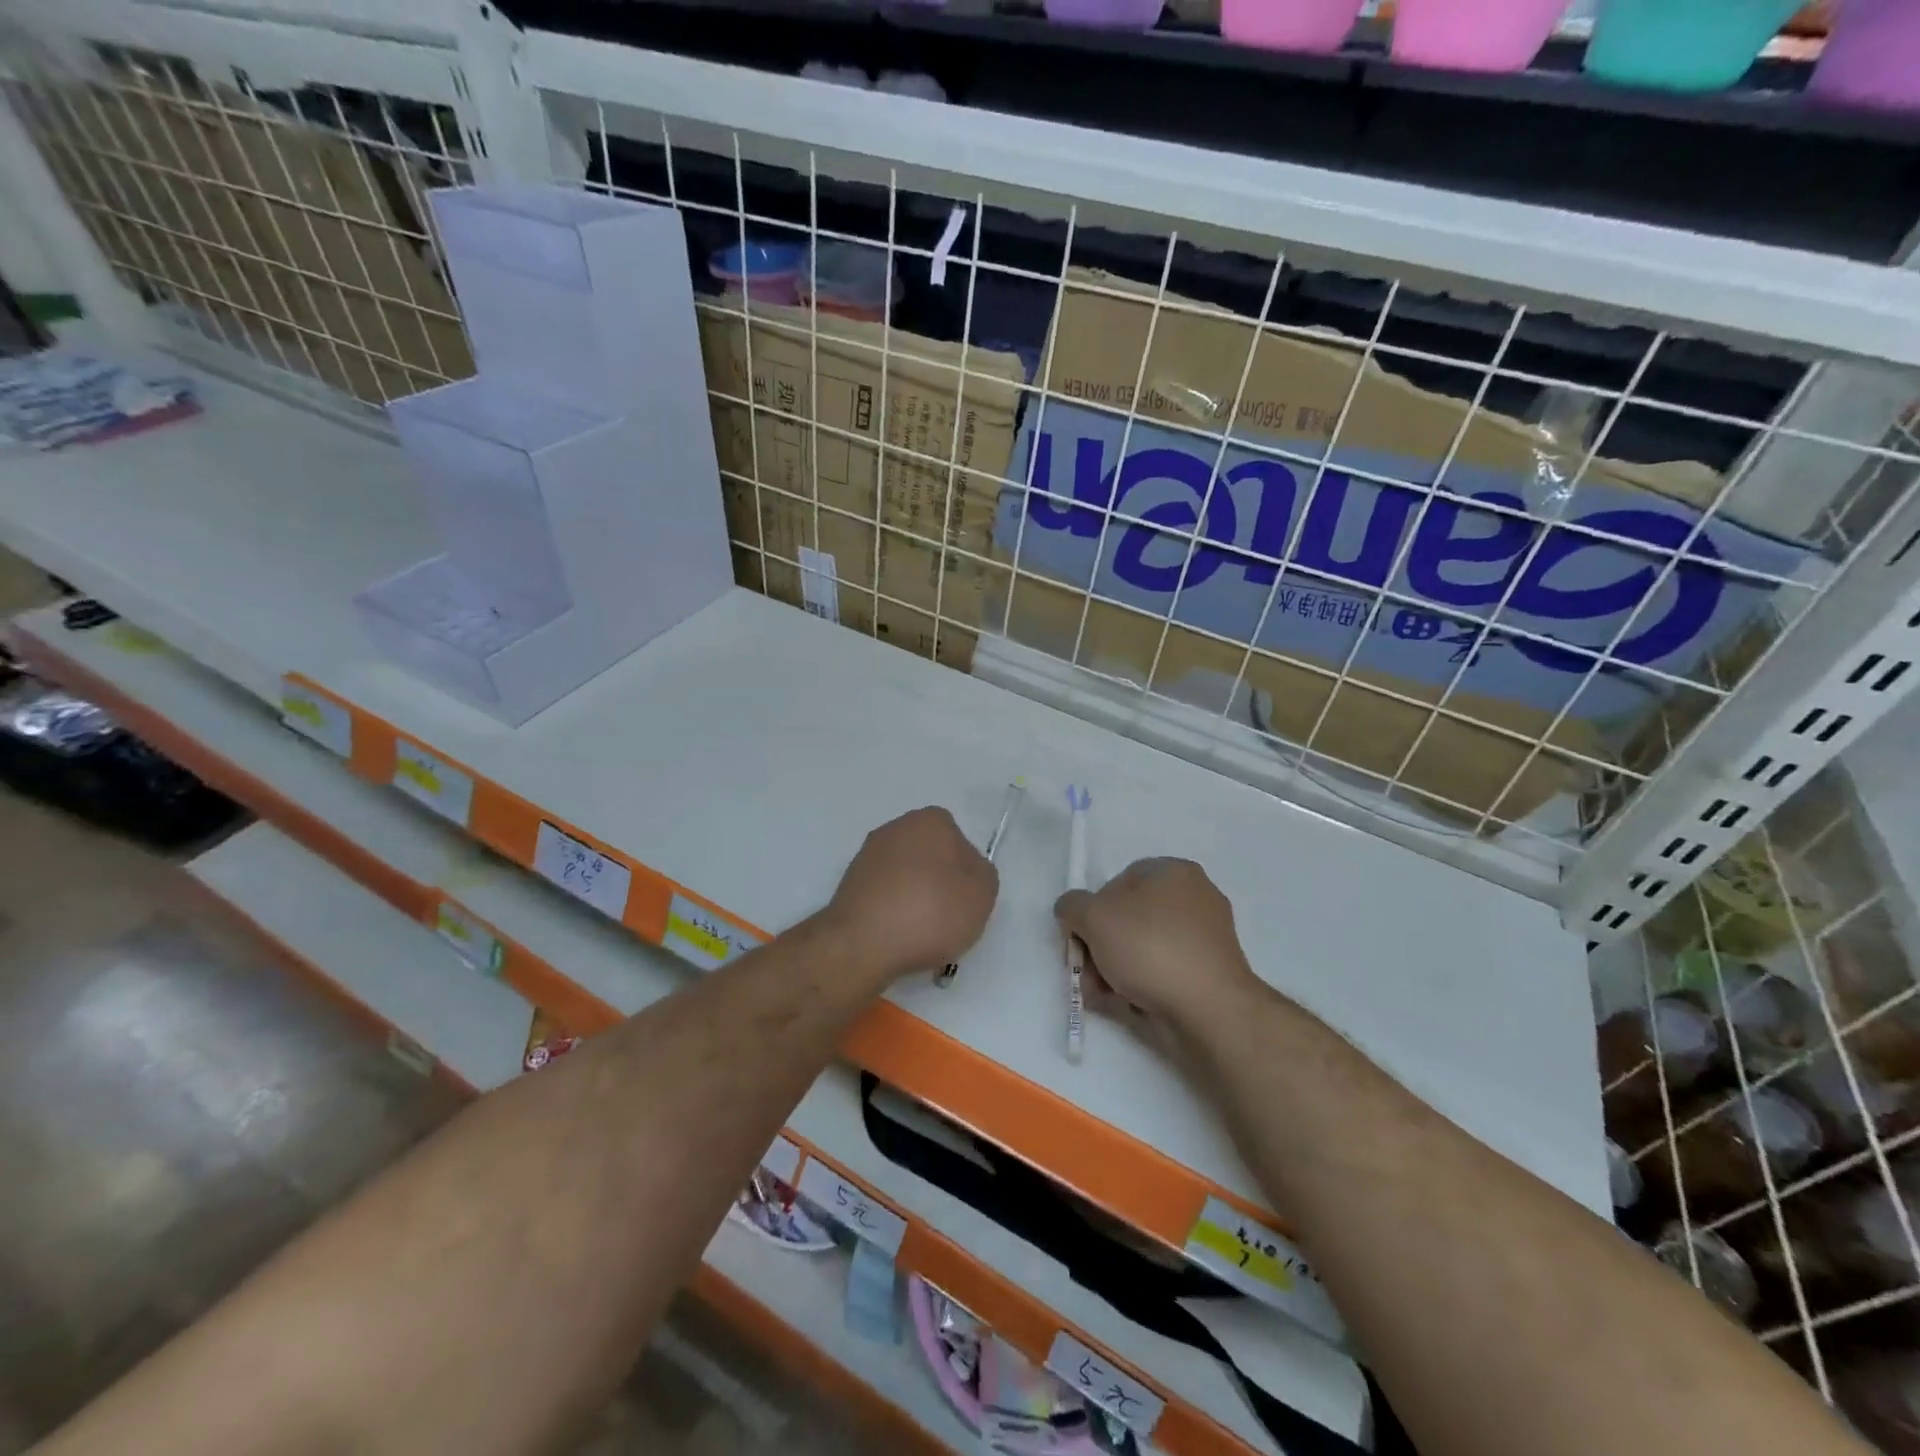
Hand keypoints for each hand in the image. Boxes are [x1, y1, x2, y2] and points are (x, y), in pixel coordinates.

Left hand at [822, 807, 997, 983]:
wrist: (862, 944)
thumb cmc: (930, 912)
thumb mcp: (982, 894)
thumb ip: (983, 874)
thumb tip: (966, 871)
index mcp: (930, 821)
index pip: (959, 842)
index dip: (967, 873)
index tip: (966, 901)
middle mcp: (895, 829)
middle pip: (931, 859)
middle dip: (939, 886)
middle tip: (947, 920)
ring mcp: (867, 856)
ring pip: (906, 879)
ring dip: (916, 902)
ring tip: (921, 937)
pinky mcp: (849, 885)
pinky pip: (884, 898)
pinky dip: (893, 914)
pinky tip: (897, 939)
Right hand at [1054, 858, 1259, 1036]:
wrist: (1209, 1009)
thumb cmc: (1150, 948)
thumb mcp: (1093, 916)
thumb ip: (1072, 906)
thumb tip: (1073, 912)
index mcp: (1174, 872)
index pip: (1119, 880)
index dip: (1093, 907)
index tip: (1081, 936)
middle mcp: (1195, 898)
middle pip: (1129, 918)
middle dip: (1101, 946)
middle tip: (1087, 970)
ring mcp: (1206, 938)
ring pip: (1143, 948)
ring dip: (1115, 970)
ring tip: (1102, 993)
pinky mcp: (1210, 974)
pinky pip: (1164, 972)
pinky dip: (1142, 986)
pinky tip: (1126, 1004)